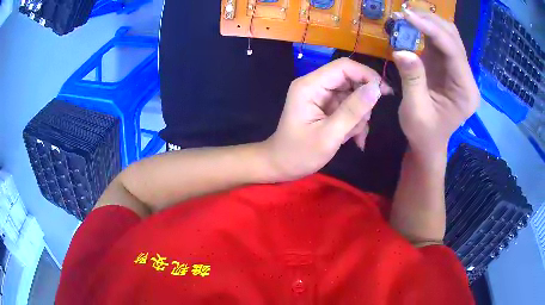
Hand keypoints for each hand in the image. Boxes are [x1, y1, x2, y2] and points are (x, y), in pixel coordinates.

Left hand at [262, 58, 391, 181]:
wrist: (281, 166)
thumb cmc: (299, 154)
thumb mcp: (329, 135)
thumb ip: (353, 110)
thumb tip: (376, 88)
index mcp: (310, 85)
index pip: (344, 66)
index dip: (367, 75)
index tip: (385, 92)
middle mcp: (315, 85)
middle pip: (350, 79)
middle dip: (362, 102)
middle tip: (363, 123)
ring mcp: (321, 96)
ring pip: (353, 95)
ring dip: (359, 116)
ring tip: (352, 136)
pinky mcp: (326, 107)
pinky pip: (348, 107)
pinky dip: (355, 122)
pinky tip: (354, 139)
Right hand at [392, 10, 479, 155]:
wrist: (428, 143)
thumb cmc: (423, 133)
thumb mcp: (415, 110)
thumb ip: (412, 80)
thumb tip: (401, 50)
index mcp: (465, 91)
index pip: (453, 52)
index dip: (432, 30)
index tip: (407, 16)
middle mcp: (466, 77)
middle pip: (454, 39)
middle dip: (430, 22)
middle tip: (404, 14)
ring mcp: (458, 70)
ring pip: (448, 36)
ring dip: (428, 23)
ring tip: (406, 17)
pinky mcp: (447, 67)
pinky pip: (439, 42)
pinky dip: (425, 31)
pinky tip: (411, 27)